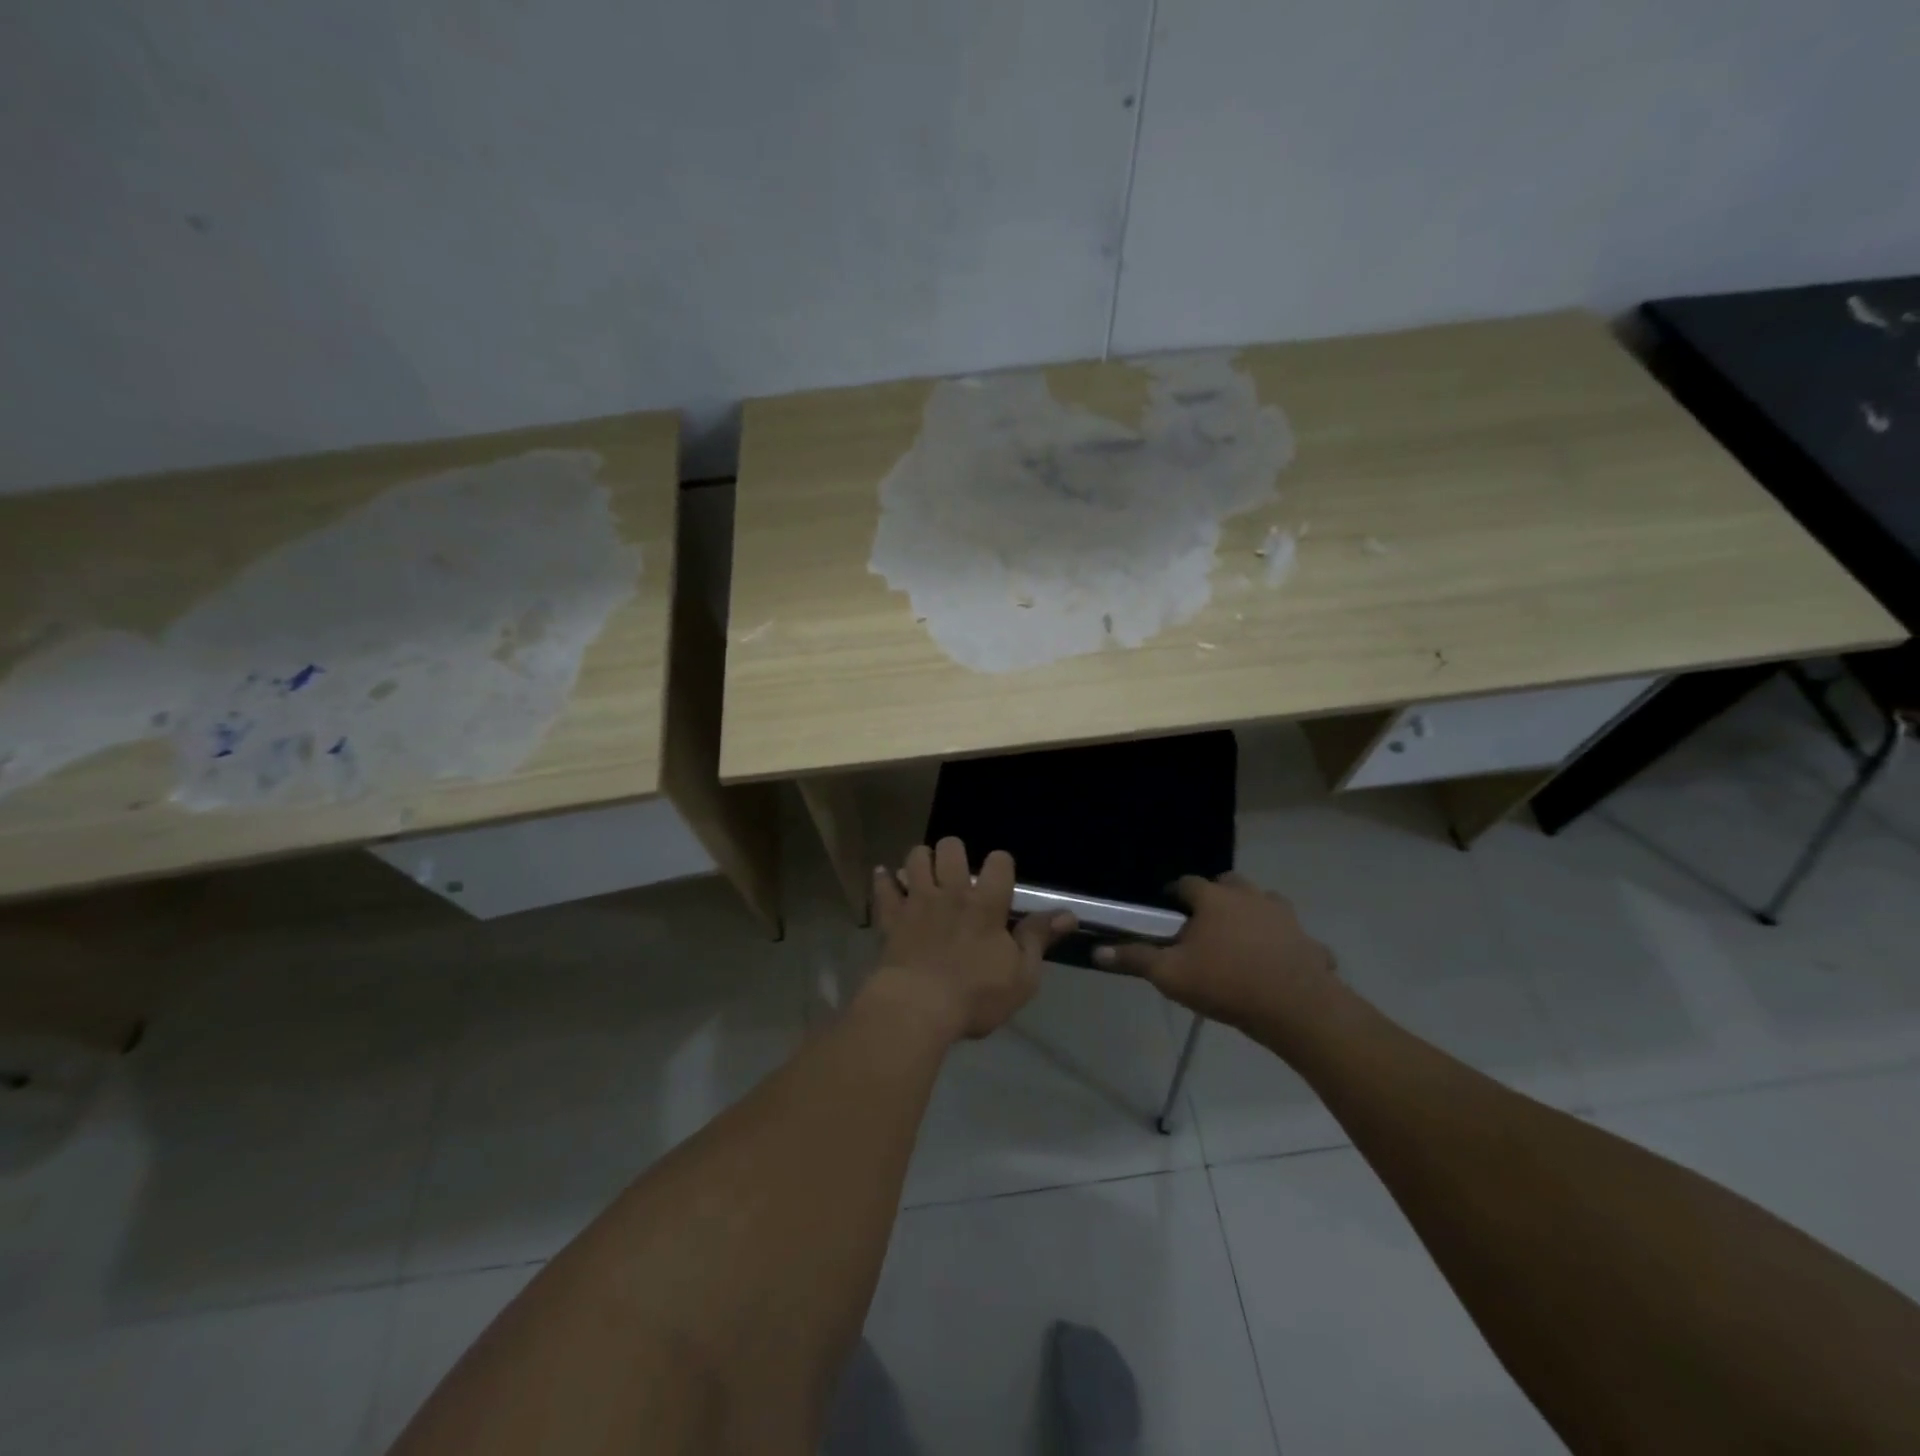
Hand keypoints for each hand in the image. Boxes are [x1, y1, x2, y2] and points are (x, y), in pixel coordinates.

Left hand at [868, 838, 1075, 1039]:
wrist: (916, 1008)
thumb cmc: (975, 996)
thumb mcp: (1021, 976)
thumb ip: (1038, 939)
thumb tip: (1068, 915)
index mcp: (986, 905)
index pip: (999, 862)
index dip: (1001, 865)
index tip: (1000, 880)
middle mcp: (951, 893)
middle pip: (951, 847)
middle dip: (955, 853)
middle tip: (957, 875)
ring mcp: (917, 901)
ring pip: (916, 858)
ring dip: (921, 861)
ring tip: (925, 875)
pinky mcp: (890, 916)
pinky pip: (884, 886)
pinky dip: (884, 879)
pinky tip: (886, 877)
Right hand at [1095, 873, 1338, 1034]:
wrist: (1296, 1008)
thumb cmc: (1226, 984)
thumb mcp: (1170, 975)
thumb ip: (1135, 959)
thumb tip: (1097, 950)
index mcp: (1214, 900)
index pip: (1187, 883)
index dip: (1175, 893)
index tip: (1167, 908)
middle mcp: (1250, 897)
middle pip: (1229, 884)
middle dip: (1216, 896)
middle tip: (1205, 922)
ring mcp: (1285, 917)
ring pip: (1266, 903)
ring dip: (1253, 913)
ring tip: (1241, 939)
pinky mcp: (1311, 942)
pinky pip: (1296, 938)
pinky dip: (1287, 945)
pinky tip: (1279, 965)